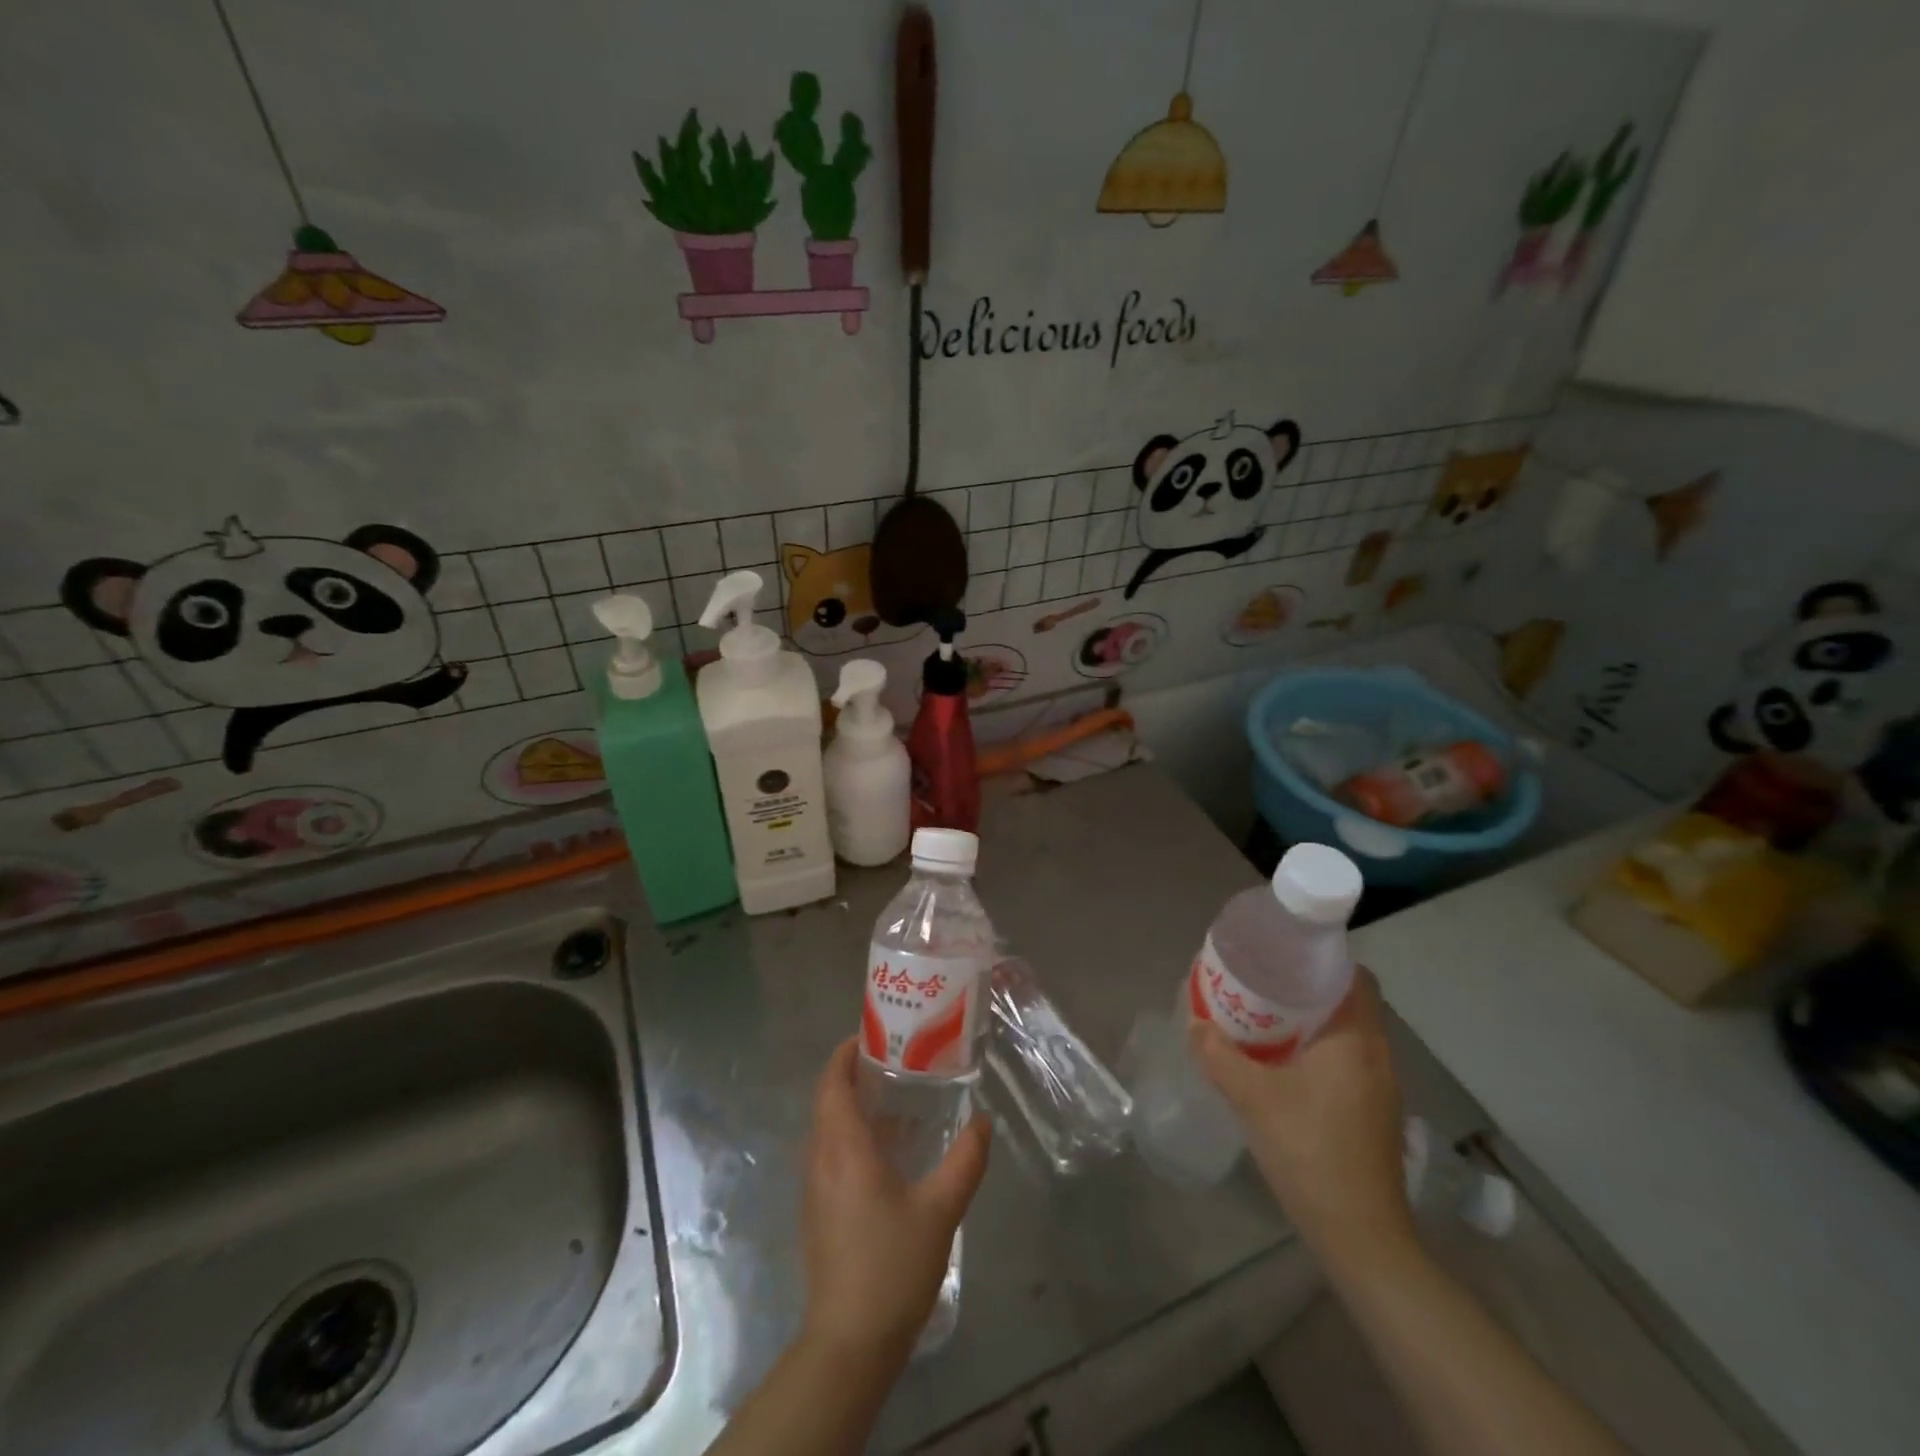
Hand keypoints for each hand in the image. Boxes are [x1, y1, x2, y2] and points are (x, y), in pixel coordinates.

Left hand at [799, 1038, 990, 1364]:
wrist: (849, 1344)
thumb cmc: (892, 1265)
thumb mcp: (941, 1209)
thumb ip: (965, 1160)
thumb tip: (983, 1122)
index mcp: (843, 1147)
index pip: (832, 1082)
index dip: (845, 1054)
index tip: (873, 1036)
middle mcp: (820, 1159)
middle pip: (828, 1100)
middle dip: (854, 1075)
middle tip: (895, 1062)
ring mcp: (814, 1188)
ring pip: (827, 1129)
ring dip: (852, 1107)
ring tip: (895, 1100)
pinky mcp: (817, 1212)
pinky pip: (829, 1154)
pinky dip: (851, 1135)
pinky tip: (886, 1152)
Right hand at [1190, 971, 1415, 1270]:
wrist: (1360, 1237)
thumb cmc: (1310, 1153)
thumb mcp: (1252, 1098)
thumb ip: (1219, 1055)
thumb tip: (1195, 1024)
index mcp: (1356, 1040)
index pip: (1354, 976)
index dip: (1321, 958)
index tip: (1281, 954)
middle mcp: (1377, 1055)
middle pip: (1348, 1001)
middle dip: (1306, 987)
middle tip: (1261, 983)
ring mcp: (1380, 1087)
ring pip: (1347, 1032)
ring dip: (1311, 1020)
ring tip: (1264, 1017)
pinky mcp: (1374, 1112)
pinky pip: (1347, 1059)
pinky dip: (1318, 1049)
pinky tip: (1282, 1064)